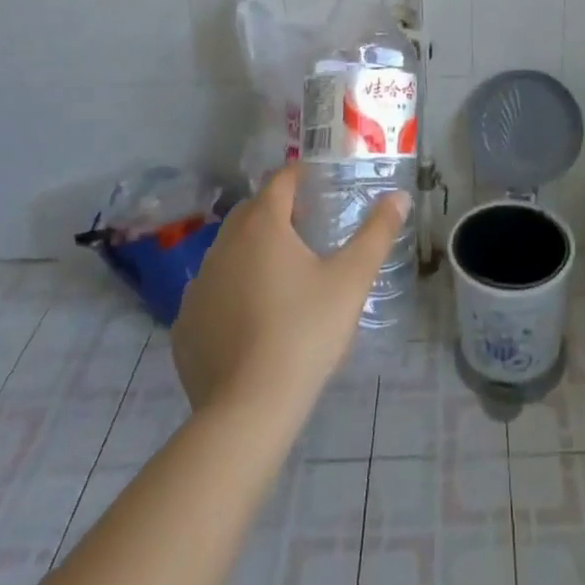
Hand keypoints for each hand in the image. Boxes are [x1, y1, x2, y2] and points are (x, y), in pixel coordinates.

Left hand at [172, 167, 409, 413]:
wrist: (249, 409)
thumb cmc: (305, 331)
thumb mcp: (351, 279)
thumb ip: (377, 233)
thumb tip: (400, 197)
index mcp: (263, 225)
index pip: (279, 181)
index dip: (299, 176)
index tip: (318, 182)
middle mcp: (223, 245)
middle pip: (251, 211)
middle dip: (277, 210)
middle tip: (306, 226)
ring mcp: (199, 285)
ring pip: (228, 250)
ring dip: (252, 249)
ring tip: (281, 272)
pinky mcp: (185, 324)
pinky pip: (211, 290)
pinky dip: (230, 289)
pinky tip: (251, 315)